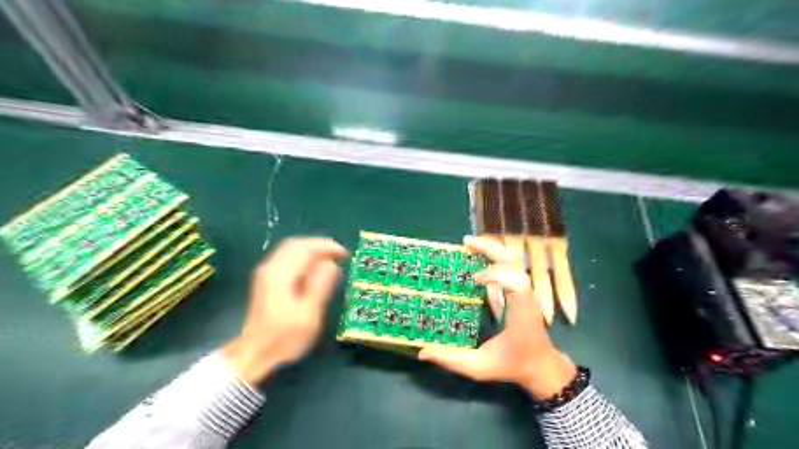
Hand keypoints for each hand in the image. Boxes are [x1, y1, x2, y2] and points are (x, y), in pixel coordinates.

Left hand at [226, 238, 347, 386]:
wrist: (254, 355)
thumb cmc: (284, 338)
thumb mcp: (308, 315)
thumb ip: (319, 286)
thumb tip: (331, 264)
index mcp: (280, 275)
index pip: (305, 248)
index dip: (327, 247)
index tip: (345, 255)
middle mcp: (270, 268)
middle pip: (296, 244)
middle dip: (319, 246)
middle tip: (339, 255)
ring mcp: (265, 273)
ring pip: (291, 249)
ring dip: (312, 250)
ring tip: (330, 260)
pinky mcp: (266, 280)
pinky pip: (287, 258)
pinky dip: (303, 257)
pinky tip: (314, 269)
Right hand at [415, 235, 577, 399]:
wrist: (541, 366)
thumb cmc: (513, 365)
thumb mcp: (480, 367)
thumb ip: (453, 360)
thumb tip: (423, 352)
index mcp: (520, 313)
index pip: (517, 283)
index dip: (496, 274)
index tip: (474, 278)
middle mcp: (526, 296)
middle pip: (515, 262)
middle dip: (492, 248)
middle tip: (466, 242)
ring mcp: (526, 290)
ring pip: (514, 259)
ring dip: (492, 248)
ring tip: (469, 243)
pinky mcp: (522, 288)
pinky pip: (510, 264)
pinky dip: (494, 255)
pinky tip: (478, 254)